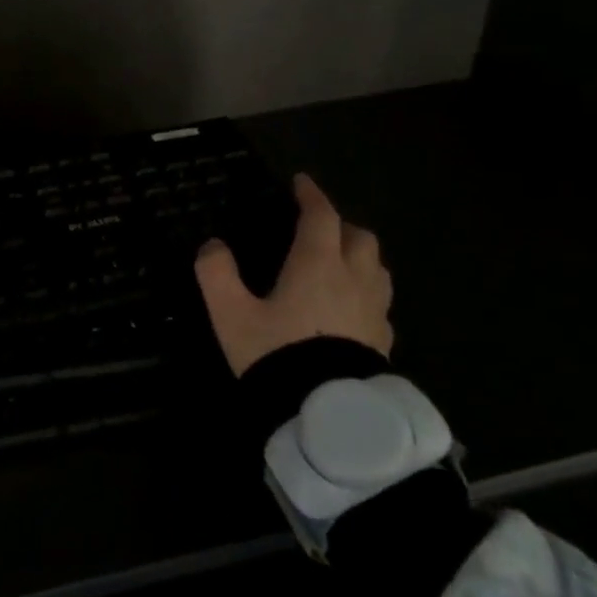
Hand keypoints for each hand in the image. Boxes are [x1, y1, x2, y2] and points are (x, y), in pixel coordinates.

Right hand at [194, 174, 392, 376]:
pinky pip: (381, 303)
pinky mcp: (384, 340)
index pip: (321, 216)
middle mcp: (353, 279)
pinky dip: (367, 292)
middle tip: (319, 228)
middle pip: (359, 237)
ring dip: (360, 256)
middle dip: (340, 225)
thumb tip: (211, 246)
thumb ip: (216, 274)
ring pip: (378, 268)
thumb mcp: (231, 315)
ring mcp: (375, 311)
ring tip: (340, 263)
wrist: (327, 414)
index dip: (311, 195)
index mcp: (317, 264)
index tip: (301, 183)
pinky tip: (352, 309)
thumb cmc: (277, 355)